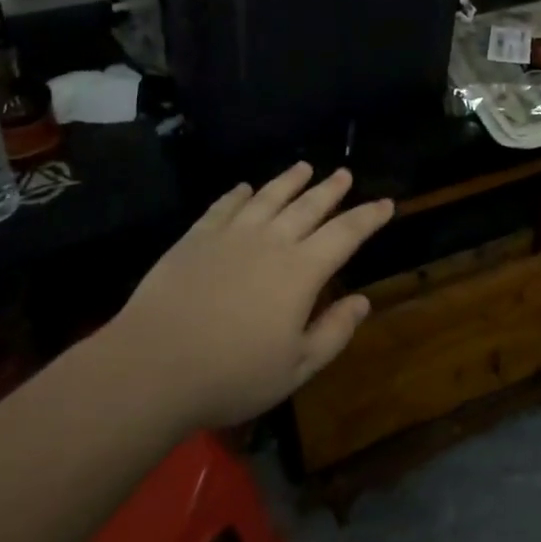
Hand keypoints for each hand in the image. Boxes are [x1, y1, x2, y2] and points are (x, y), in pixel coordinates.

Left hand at [107, 162, 393, 429]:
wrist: (153, 366)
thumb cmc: (233, 374)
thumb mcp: (297, 367)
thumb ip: (334, 332)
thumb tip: (362, 301)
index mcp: (302, 270)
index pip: (346, 233)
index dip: (369, 216)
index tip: (387, 203)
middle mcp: (272, 241)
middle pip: (309, 206)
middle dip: (331, 189)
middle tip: (344, 174)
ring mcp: (231, 235)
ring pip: (268, 197)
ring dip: (289, 180)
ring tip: (304, 167)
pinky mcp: (196, 239)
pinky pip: (224, 207)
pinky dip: (238, 194)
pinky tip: (244, 188)